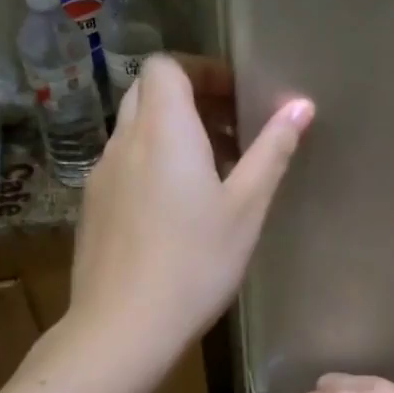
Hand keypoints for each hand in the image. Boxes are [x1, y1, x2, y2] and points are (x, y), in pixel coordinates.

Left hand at [68, 54, 312, 364]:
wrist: (123, 326)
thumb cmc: (195, 263)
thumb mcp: (246, 208)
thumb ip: (272, 151)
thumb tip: (300, 106)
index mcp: (162, 130)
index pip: (165, 66)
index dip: (201, 71)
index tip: (235, 98)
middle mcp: (124, 142)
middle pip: (147, 92)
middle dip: (189, 100)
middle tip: (229, 132)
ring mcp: (101, 176)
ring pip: (134, 131)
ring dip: (171, 135)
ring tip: (210, 174)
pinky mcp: (93, 208)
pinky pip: (123, 165)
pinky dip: (151, 165)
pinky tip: (176, 211)